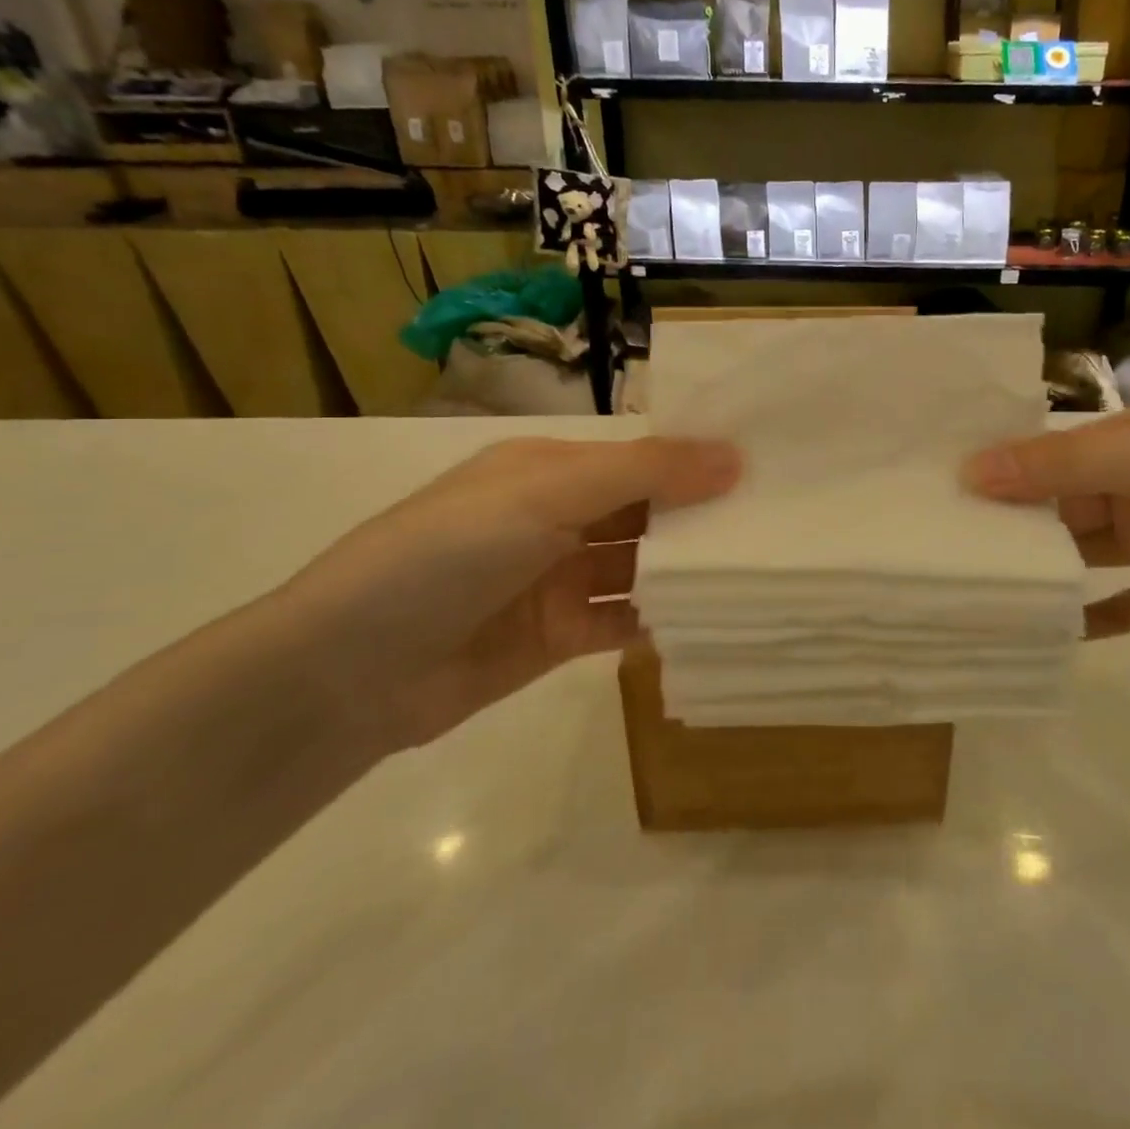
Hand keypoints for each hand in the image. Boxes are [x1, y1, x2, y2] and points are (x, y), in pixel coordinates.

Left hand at [274, 436, 740, 752]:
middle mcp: (558, 518)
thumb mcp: (547, 495)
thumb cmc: (449, 554)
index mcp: (551, 469)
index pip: (642, 455)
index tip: (769, 466)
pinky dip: (662, 618)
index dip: (699, 458)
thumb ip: (644, 474)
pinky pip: (624, 620)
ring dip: (689, 568)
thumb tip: (734, 457)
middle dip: (703, 514)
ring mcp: (559, 579)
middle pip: (647, 510)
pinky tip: (712, 619)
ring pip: (642, 566)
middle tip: (782, 520)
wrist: (347, 673)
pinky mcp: (559, 636)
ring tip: (761, 568)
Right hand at [961, 402, 1129, 658]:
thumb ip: (1063, 467)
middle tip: (937, 540)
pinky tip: (1036, 632)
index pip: (1050, 446)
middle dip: (1007, 518)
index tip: (935, 482)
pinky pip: (1115, 606)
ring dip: (1036, 566)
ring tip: (971, 584)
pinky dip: (1081, 618)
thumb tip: (971, 471)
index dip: (999, 462)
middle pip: (1056, 500)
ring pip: (1078, 552)